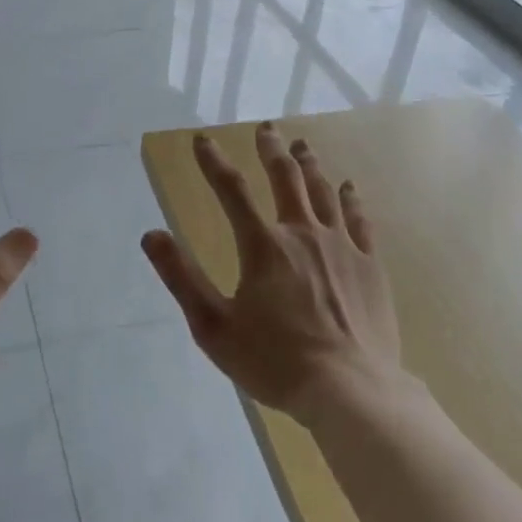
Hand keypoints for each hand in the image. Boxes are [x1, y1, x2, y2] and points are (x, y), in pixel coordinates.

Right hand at [142, 122, 399, 419]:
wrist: (352, 392)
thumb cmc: (276, 362)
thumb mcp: (214, 327)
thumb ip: (182, 277)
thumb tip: (151, 234)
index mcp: (263, 246)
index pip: (232, 190)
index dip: (213, 162)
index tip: (202, 139)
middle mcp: (302, 233)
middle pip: (286, 178)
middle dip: (272, 150)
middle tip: (266, 129)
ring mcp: (342, 246)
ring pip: (323, 191)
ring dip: (309, 164)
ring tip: (302, 145)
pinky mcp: (370, 265)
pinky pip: (360, 219)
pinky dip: (351, 198)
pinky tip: (349, 186)